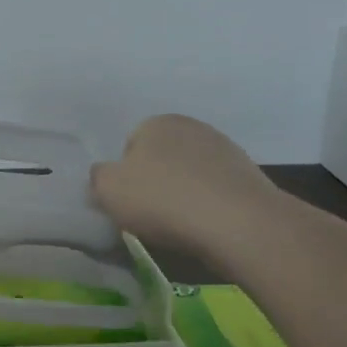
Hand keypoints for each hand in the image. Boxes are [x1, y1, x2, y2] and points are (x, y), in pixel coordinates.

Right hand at [91, 114, 278, 255]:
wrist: (237, 223)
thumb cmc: (162, 200)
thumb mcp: (107, 189)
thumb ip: (98, 177)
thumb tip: (105, 175)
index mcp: (157, 122)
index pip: (129, 146)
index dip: (125, 176)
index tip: (128, 201)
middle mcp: (192, 126)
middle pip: (162, 158)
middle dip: (156, 181)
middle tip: (151, 213)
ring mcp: (225, 148)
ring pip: (190, 173)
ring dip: (183, 192)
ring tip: (181, 223)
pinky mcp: (249, 175)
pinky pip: (215, 189)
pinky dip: (208, 204)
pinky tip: (206, 224)